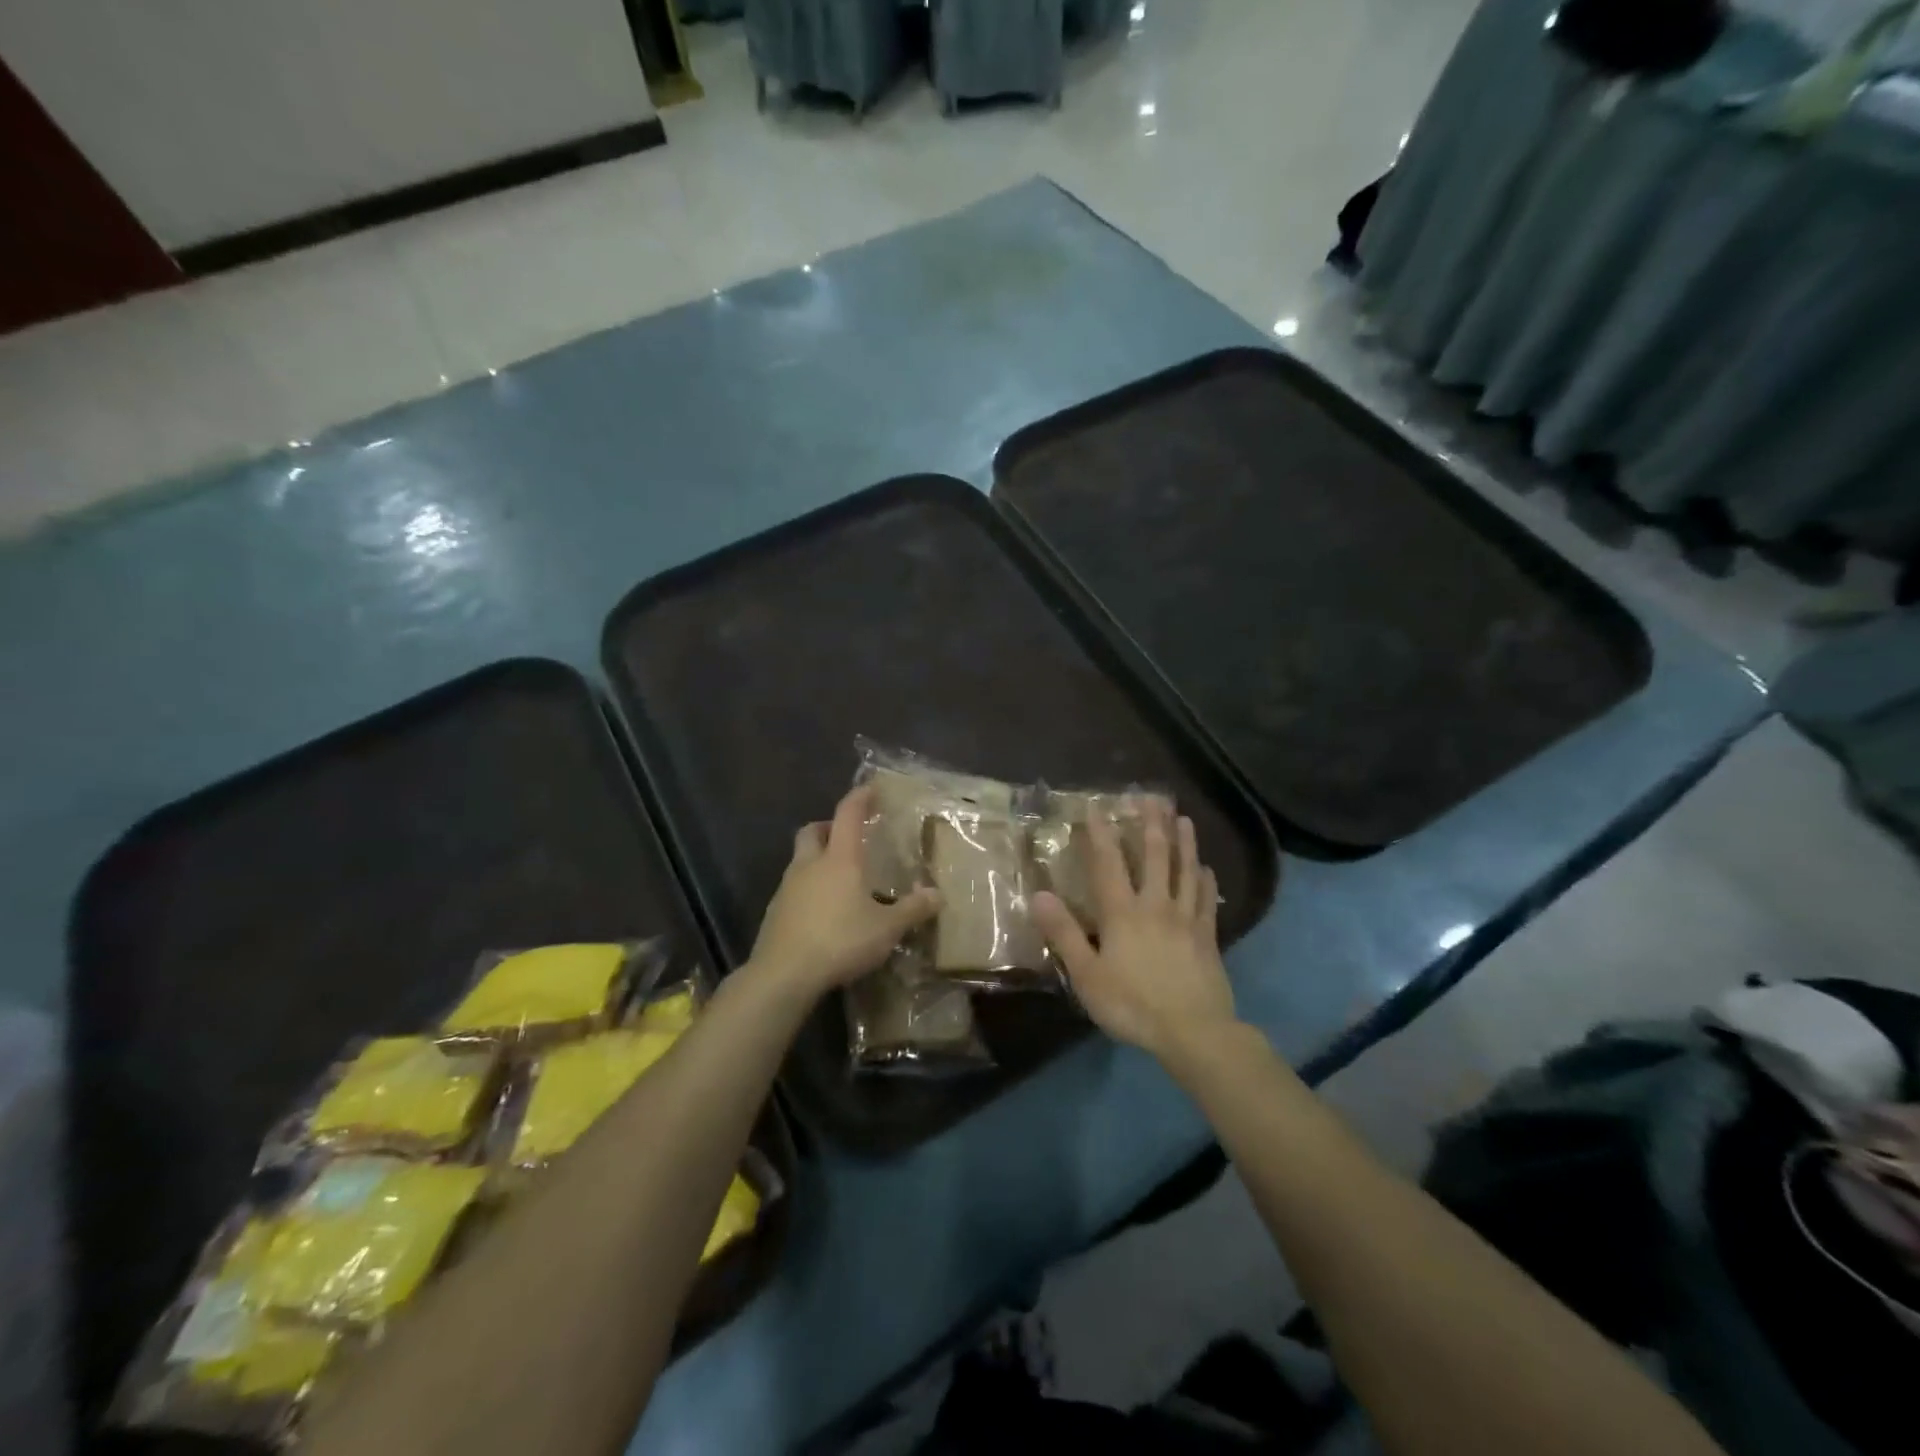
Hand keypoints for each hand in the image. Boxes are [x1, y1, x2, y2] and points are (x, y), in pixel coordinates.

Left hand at [748, 785, 941, 998]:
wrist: (783, 974)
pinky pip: (793, 888)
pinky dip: (808, 889)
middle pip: (813, 831)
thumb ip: (913, 910)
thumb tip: (937, 895)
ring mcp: (787, 887)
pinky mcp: (775, 912)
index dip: (860, 797)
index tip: (871, 789)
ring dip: (817, 859)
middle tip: (848, 837)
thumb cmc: (840, 940)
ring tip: (840, 879)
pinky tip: (824, 911)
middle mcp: (809, 864)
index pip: (848, 814)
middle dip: (829, 827)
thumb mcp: (886, 929)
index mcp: (839, 859)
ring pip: (800, 859)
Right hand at [1032, 802, 1235, 1061]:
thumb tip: (1039, 895)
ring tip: (1183, 819)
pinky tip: (1207, 869)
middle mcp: (1156, 905)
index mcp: (1123, 913)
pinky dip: (1206, 881)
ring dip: (1184, 843)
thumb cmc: (1132, 1004)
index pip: (1109, 863)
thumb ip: (1064, 933)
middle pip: (1155, 857)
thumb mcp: (1087, 975)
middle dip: (1151, 825)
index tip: (1097, 807)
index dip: (1101, 834)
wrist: (1193, 1032)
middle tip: (1152, 798)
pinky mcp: (1208, 937)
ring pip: (1186, 871)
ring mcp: (1186, 919)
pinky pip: (1207, 901)